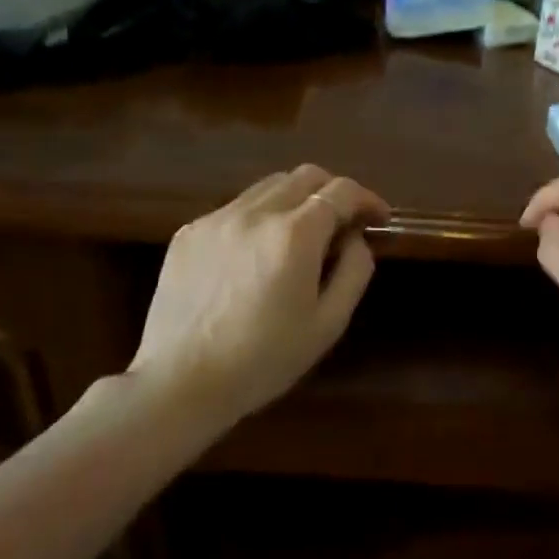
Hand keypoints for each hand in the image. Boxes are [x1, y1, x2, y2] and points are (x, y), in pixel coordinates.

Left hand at [129, 164, 389, 424]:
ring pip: (268, 187)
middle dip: (333, 191)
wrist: (179, 383)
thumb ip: (353, 271)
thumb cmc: (263, 361)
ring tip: (299, 236)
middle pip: (306, 175)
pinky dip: (259, 218)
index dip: (367, 199)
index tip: (379, 218)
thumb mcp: (328, 324)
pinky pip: (235, 209)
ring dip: (295, 200)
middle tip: (343, 222)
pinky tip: (255, 255)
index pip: (341, 191)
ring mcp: (217, 219)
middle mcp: (255, 213)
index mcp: (294, 235)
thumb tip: (355, 238)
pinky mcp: (189, 232)